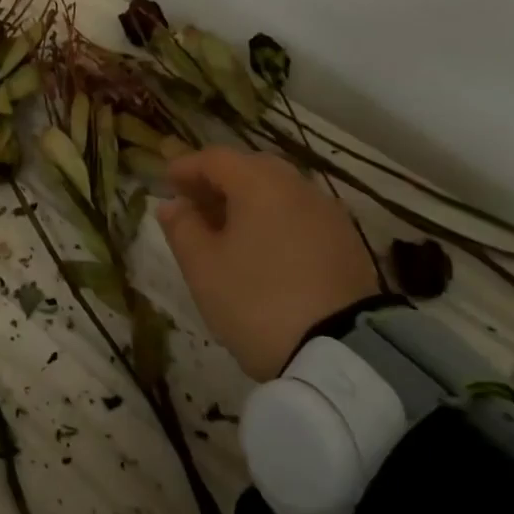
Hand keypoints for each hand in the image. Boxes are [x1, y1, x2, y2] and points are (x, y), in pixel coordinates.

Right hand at [157, 147, 376, 378]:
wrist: (341, 355)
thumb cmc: (256, 302)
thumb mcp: (203, 268)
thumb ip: (182, 228)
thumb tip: (173, 204)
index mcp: (260, 184)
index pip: (215, 159)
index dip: (186, 166)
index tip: (166, 182)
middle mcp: (298, 187)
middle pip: (251, 168)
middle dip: (219, 181)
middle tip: (194, 204)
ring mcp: (329, 214)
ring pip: (279, 192)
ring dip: (248, 201)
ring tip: (226, 230)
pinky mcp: (347, 244)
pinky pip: (301, 216)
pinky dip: (275, 220)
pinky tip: (264, 249)